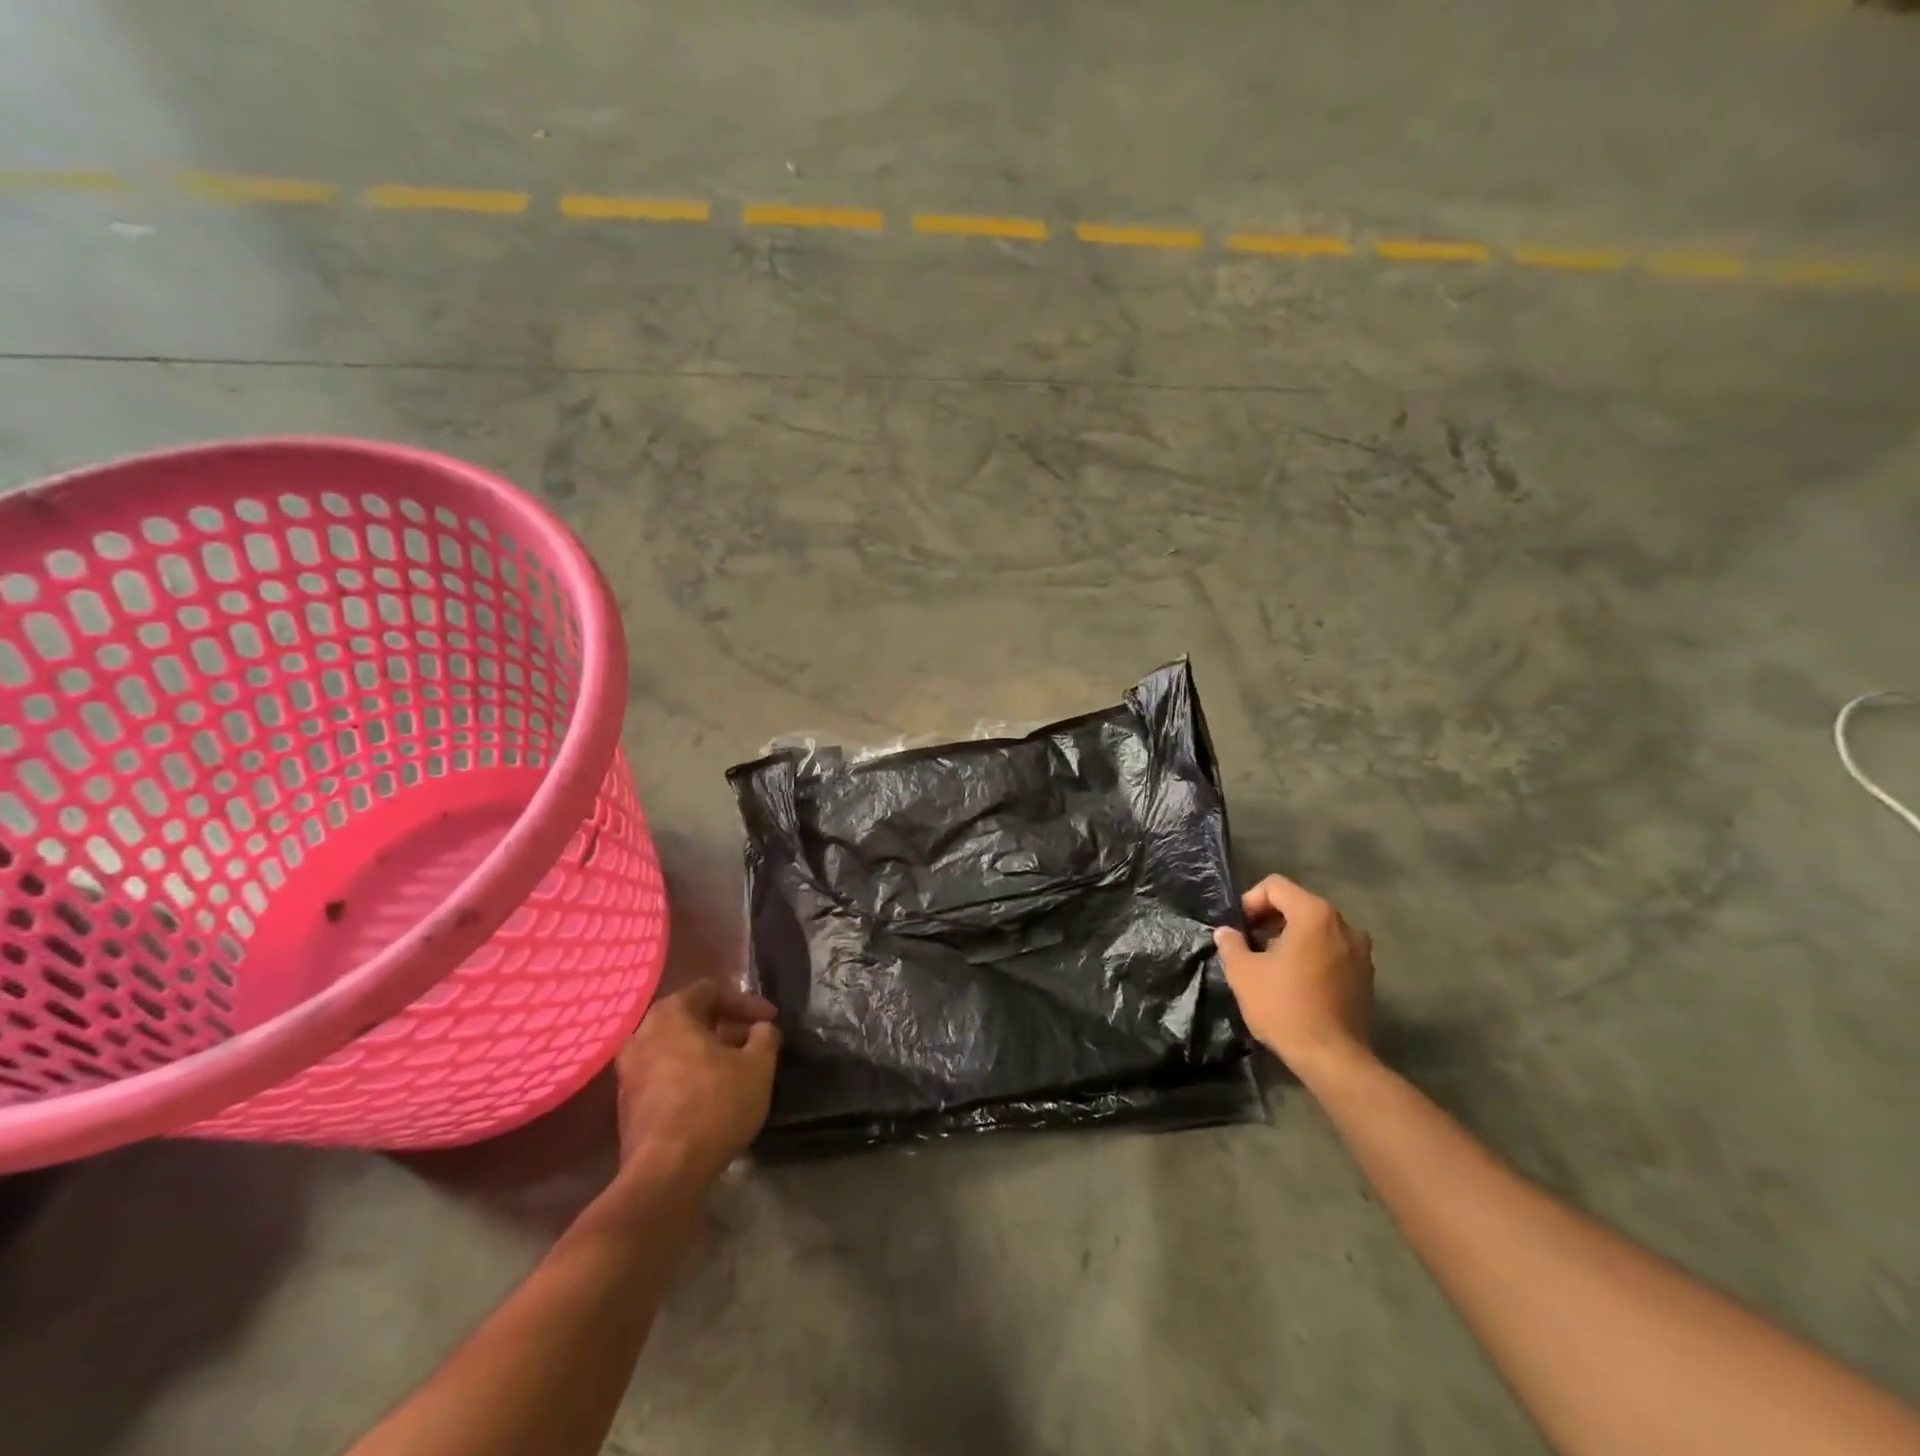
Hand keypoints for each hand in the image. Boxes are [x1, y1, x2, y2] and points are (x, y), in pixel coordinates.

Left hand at [614, 980, 780, 1185]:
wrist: (665, 1173)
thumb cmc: (714, 1105)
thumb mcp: (757, 1066)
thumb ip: (765, 1036)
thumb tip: (761, 1028)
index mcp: (670, 1014)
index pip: (712, 990)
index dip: (747, 1002)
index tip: (771, 1020)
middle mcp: (642, 1034)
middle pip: (692, 1017)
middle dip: (728, 1026)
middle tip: (756, 1042)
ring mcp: (629, 1071)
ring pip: (678, 1046)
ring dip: (710, 1051)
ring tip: (739, 1068)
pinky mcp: (627, 1104)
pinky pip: (666, 1073)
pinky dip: (691, 1073)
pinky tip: (715, 1093)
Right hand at [1214, 873, 1375, 1080]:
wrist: (1333, 1058)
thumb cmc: (1285, 1007)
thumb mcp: (1244, 973)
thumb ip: (1231, 944)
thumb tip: (1227, 932)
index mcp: (1314, 915)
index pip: (1276, 886)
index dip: (1250, 901)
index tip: (1239, 929)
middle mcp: (1344, 924)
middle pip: (1299, 904)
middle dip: (1270, 918)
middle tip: (1249, 943)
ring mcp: (1360, 951)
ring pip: (1317, 929)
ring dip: (1291, 937)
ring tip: (1271, 964)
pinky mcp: (1366, 976)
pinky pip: (1332, 950)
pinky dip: (1311, 955)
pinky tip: (1295, 981)